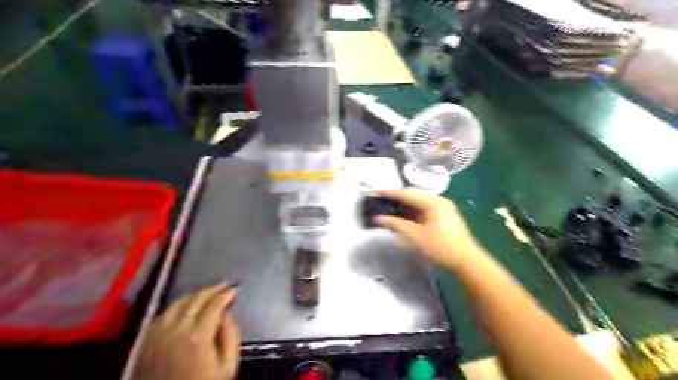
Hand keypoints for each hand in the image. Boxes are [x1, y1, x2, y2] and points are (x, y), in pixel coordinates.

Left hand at [133, 284, 239, 379]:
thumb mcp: (227, 367)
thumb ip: (231, 336)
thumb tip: (227, 314)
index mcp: (198, 337)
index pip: (214, 305)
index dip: (226, 294)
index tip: (235, 289)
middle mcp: (176, 330)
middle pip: (195, 299)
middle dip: (212, 289)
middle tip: (224, 285)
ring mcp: (157, 335)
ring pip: (176, 304)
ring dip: (193, 295)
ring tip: (206, 293)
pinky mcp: (146, 342)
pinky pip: (161, 316)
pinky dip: (176, 306)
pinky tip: (183, 307)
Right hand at [374, 188, 483, 271]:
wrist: (466, 262)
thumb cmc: (440, 247)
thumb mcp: (415, 236)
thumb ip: (395, 224)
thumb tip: (378, 218)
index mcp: (433, 202)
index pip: (407, 193)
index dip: (390, 193)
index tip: (376, 192)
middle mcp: (439, 201)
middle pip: (414, 194)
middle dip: (397, 196)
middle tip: (381, 199)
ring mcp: (444, 208)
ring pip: (420, 201)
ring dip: (405, 204)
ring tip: (390, 207)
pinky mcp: (445, 216)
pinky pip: (425, 208)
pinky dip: (413, 210)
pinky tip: (405, 215)